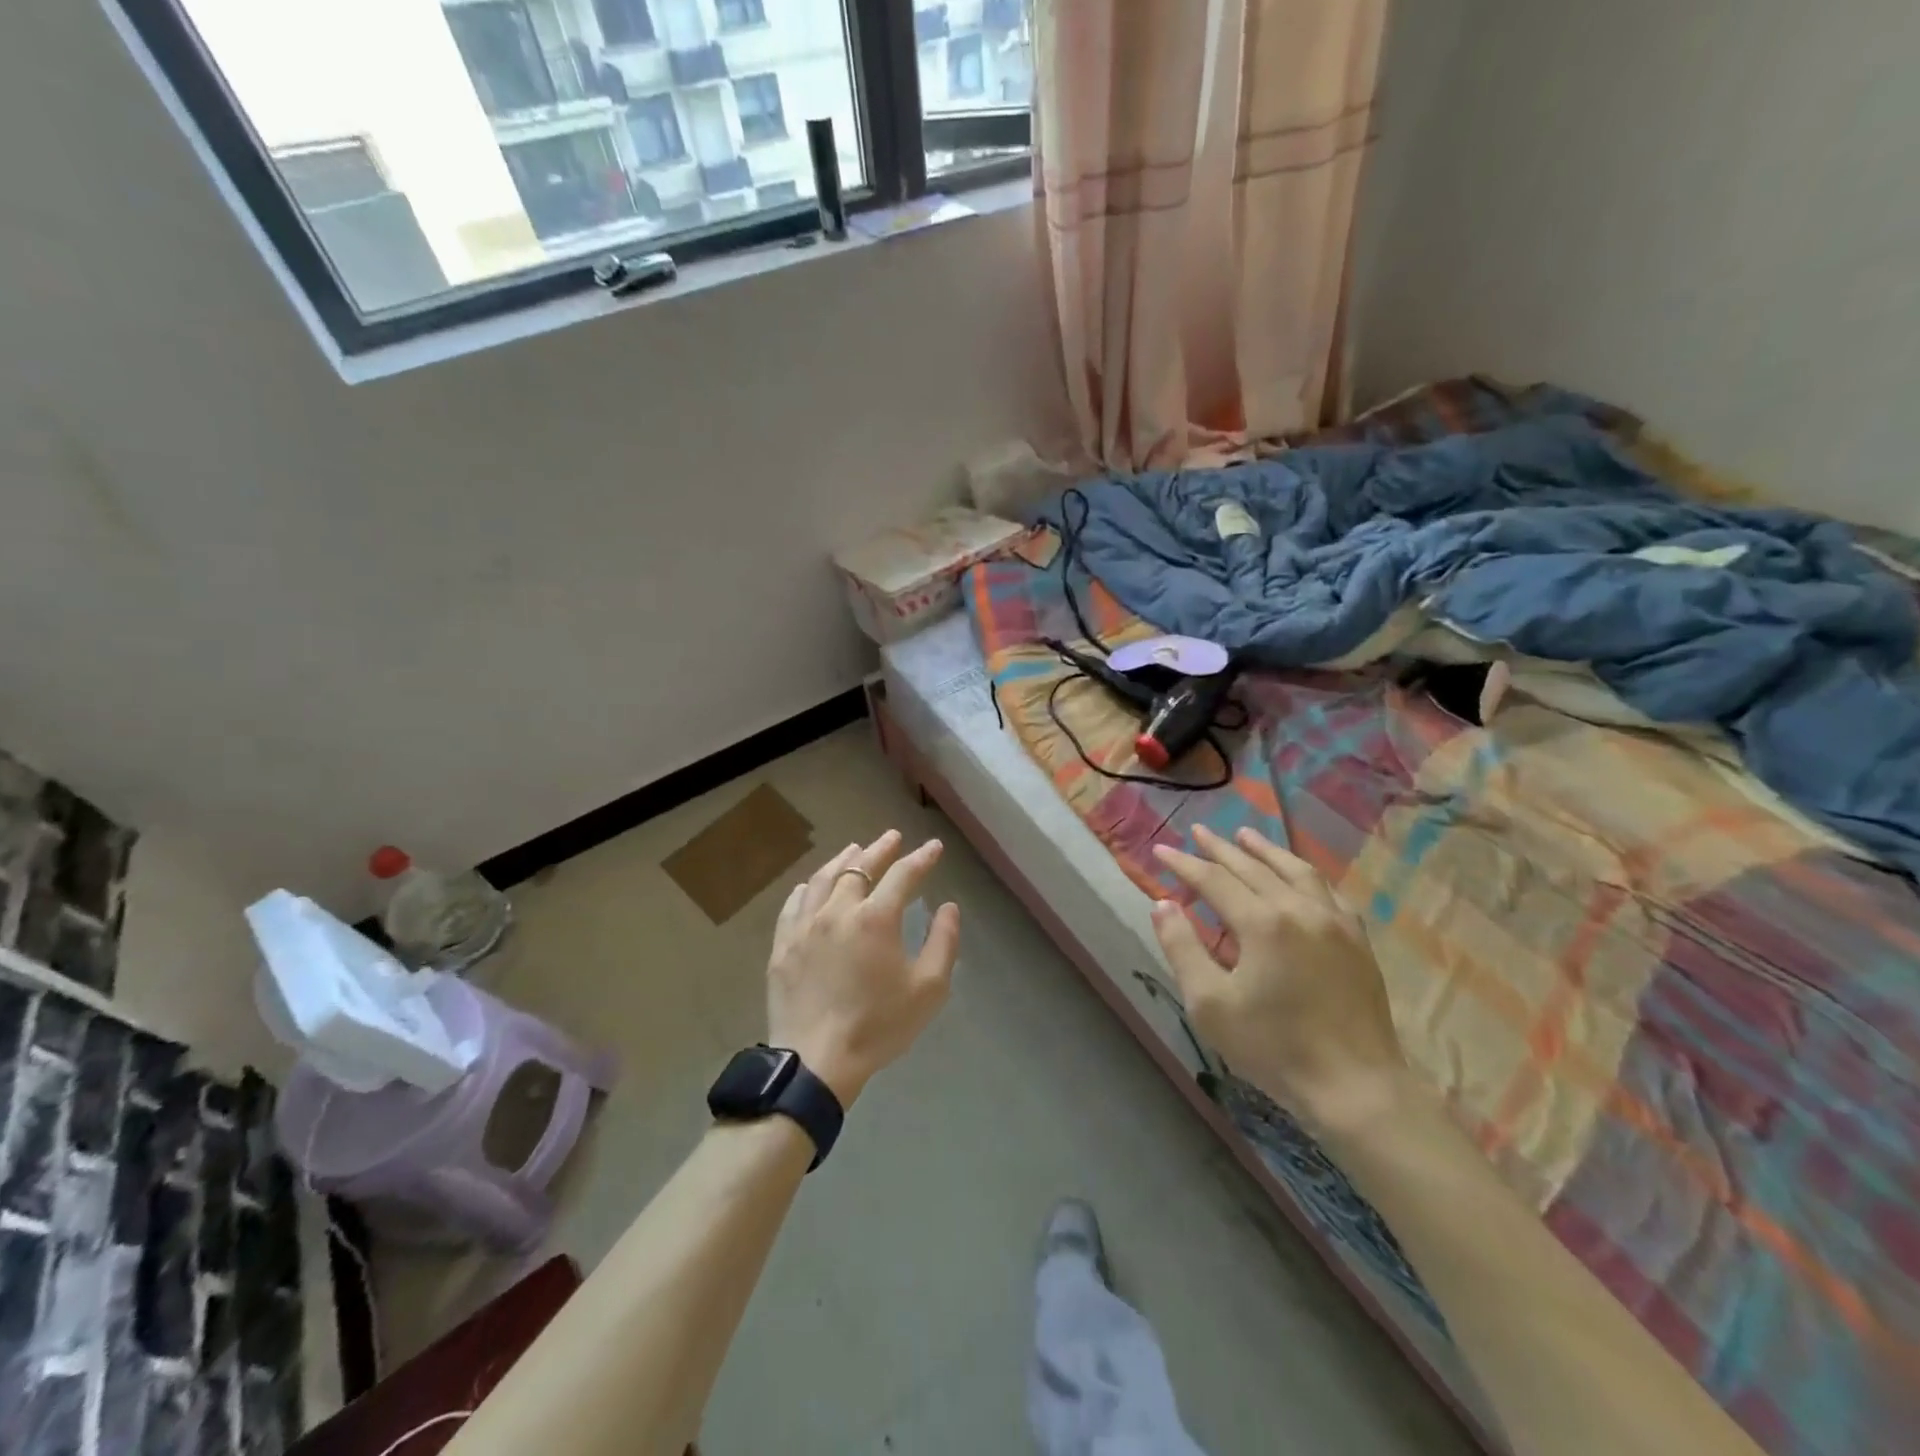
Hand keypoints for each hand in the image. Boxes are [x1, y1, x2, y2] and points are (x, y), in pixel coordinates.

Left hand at [767, 831, 960, 1106]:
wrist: (816, 1061)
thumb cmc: (879, 1026)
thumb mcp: (928, 989)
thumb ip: (943, 942)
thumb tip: (948, 908)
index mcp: (876, 918)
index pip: (903, 875)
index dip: (922, 858)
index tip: (934, 847)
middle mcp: (838, 910)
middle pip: (859, 867)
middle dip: (881, 849)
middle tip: (893, 837)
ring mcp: (805, 925)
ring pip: (823, 878)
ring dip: (843, 860)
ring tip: (854, 850)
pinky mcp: (783, 944)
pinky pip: (794, 903)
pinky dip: (808, 887)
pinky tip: (812, 885)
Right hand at [1150, 825, 1405, 1131]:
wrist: (1355, 1087)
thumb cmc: (1273, 1047)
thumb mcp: (1209, 1003)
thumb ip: (1182, 948)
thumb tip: (1163, 905)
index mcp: (1262, 923)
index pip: (1214, 880)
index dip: (1184, 863)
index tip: (1160, 849)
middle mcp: (1299, 909)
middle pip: (1253, 867)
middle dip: (1221, 848)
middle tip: (1198, 831)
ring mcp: (1335, 921)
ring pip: (1296, 870)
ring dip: (1266, 850)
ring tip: (1245, 835)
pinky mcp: (1357, 940)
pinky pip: (1328, 891)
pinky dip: (1304, 874)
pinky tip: (1298, 875)